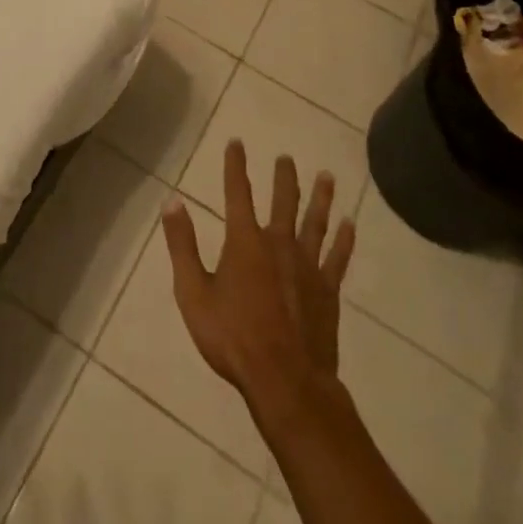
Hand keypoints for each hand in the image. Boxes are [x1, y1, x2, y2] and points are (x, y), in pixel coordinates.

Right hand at [161, 141, 356, 394]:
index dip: (236, 166)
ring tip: (327, 176)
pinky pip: (337, 258)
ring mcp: (307, 266)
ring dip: (320, 198)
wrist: (285, 381)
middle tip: (286, 157)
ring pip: (315, 222)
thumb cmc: (233, 338)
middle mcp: (278, 243)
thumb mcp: (193, 293)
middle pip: (283, 201)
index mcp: (245, 242)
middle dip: (283, 177)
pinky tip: (350, 224)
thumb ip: (183, 246)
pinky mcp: (327, 290)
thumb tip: (172, 202)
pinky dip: (344, 239)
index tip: (237, 142)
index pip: (238, 193)